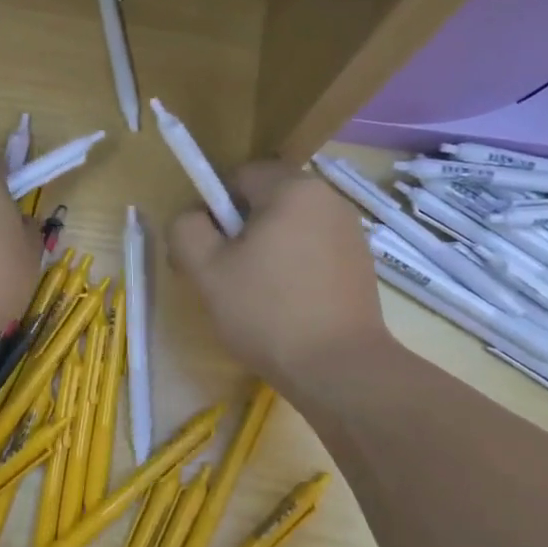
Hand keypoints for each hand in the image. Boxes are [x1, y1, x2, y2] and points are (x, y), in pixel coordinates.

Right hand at [169, 162, 387, 393]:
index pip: (239, 177)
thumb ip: (186, 230)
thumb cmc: (267, 312)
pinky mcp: (360, 265)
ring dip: (266, 252)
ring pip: (289, 229)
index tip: (208, 251)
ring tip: (255, 298)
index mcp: (294, 188)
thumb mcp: (207, 270)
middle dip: (239, 233)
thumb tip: (193, 218)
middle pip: (266, 202)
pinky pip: (313, 252)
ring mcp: (350, 233)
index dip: (214, 210)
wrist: (340, 369)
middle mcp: (329, 200)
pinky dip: (293, 269)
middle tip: (225, 278)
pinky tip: (286, 308)